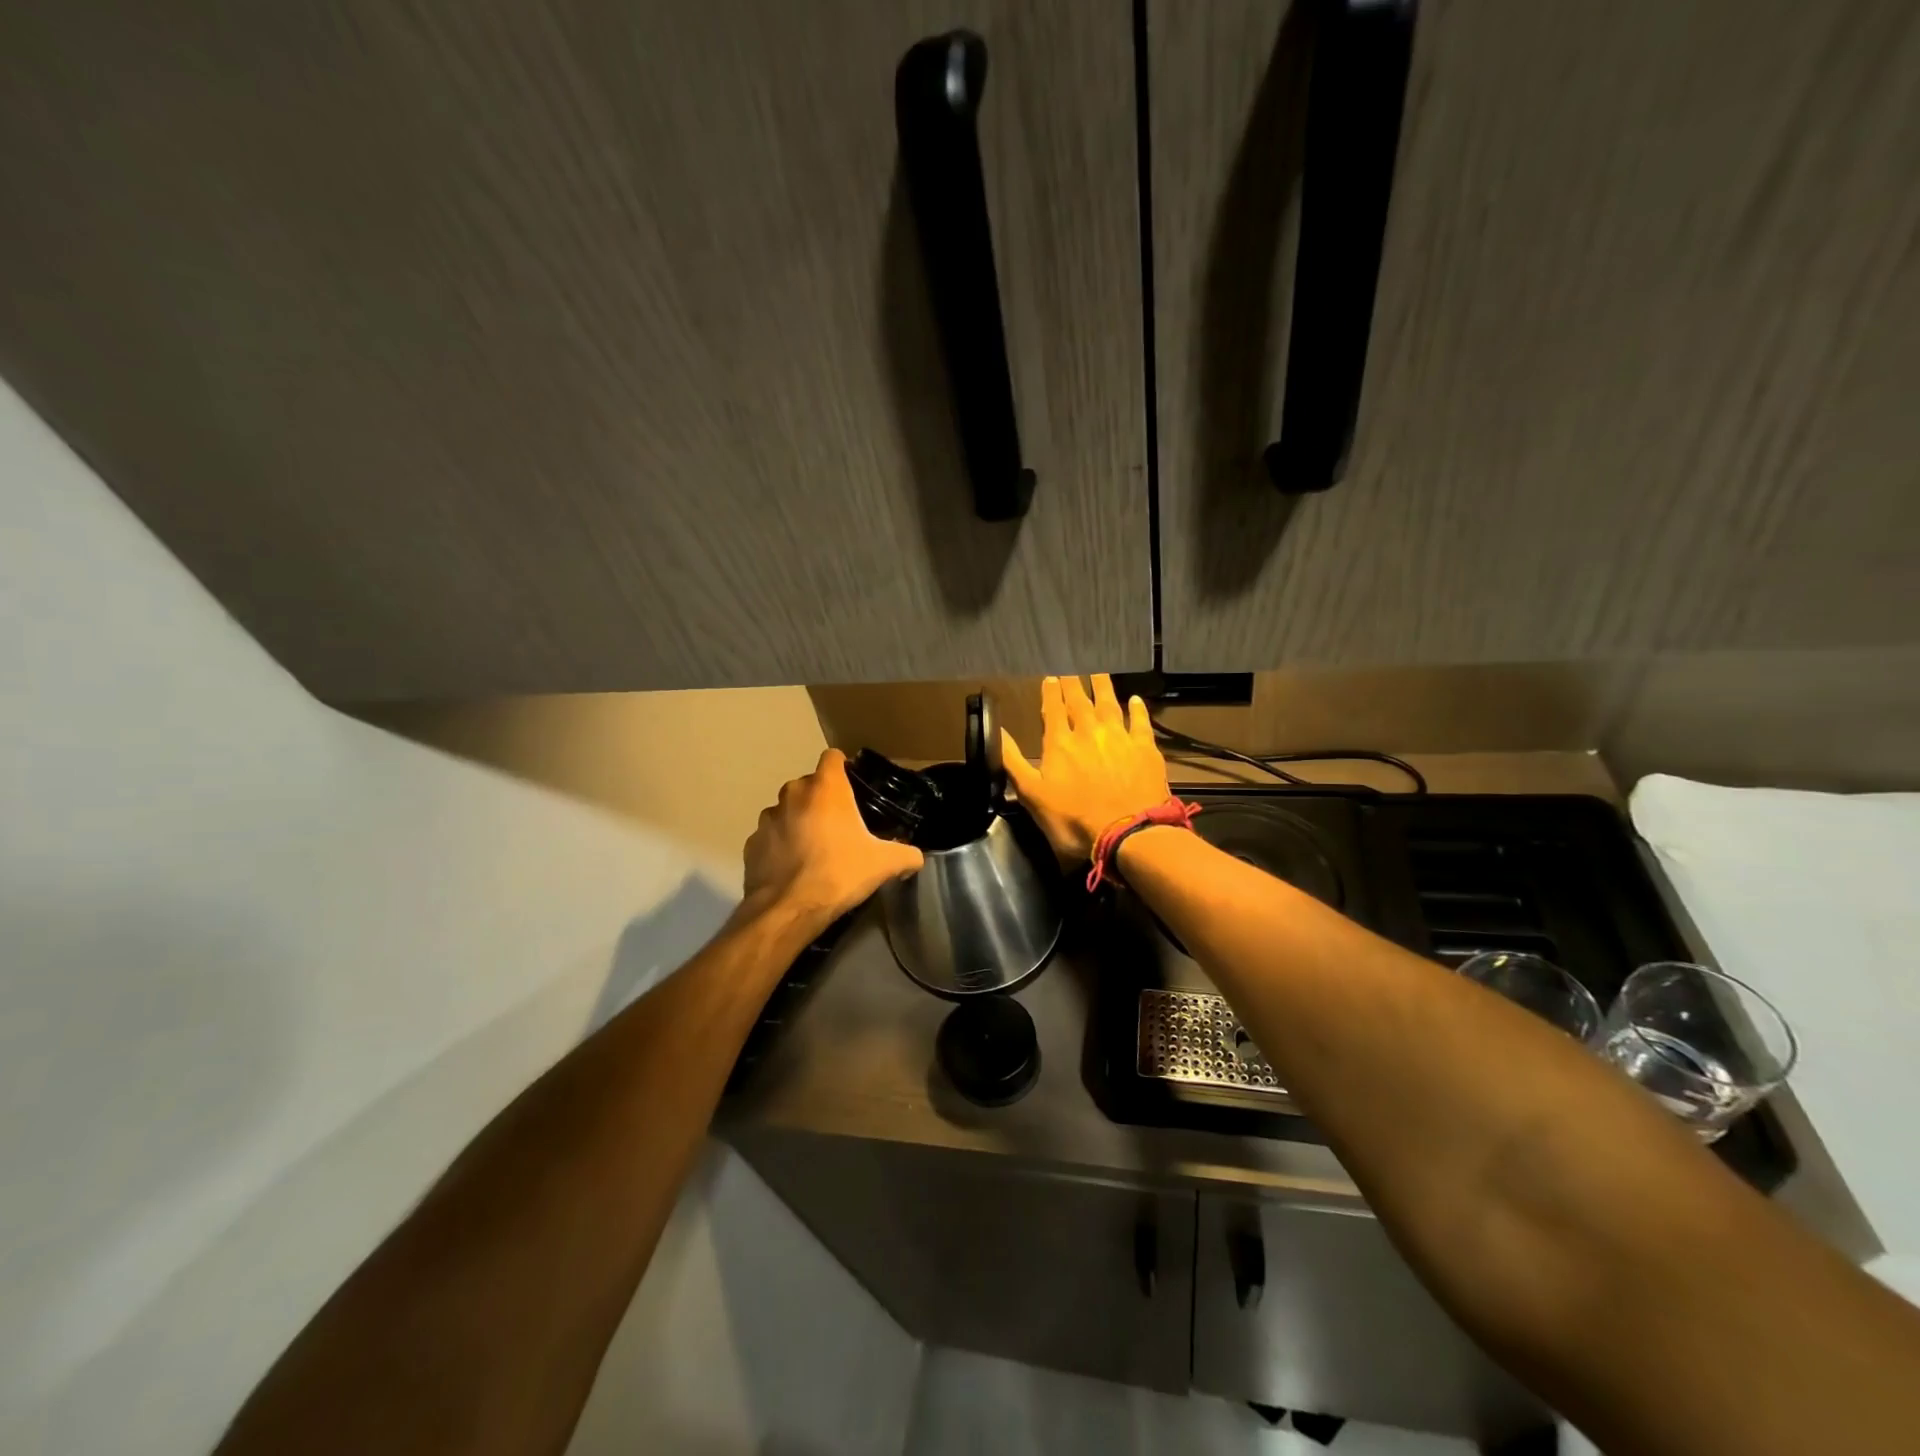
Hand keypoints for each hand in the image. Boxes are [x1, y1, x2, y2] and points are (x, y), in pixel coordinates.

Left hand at [742, 748, 924, 926]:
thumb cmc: (839, 874)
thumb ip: (907, 855)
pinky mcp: (752, 843)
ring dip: (800, 821)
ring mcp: (767, 818)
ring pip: (787, 810)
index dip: (844, 768)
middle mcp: (792, 794)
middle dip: (823, 799)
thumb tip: (915, 858)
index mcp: (825, 788)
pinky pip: (771, 836)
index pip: (833, 757)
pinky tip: (794, 867)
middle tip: (841, 826)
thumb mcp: (884, 864)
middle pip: (810, 784)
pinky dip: (781, 845)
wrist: (789, 909)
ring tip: (815, 849)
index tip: (854, 788)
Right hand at [1002, 674, 1170, 860]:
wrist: (1127, 833)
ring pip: (1109, 704)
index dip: (1051, 693)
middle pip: (1080, 702)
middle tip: (1071, 668)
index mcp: (1060, 744)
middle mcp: (1089, 733)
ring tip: (1098, 671)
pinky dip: (1137, 709)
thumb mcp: (1032, 795)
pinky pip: (1140, 722)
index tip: (1050, 677)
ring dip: (1102, 687)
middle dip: (1074, 684)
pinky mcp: (1145, 749)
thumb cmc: (1073, 821)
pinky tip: (1135, 699)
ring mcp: (1119, 738)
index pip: (1053, 711)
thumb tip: (997, 731)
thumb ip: (1013, 761)